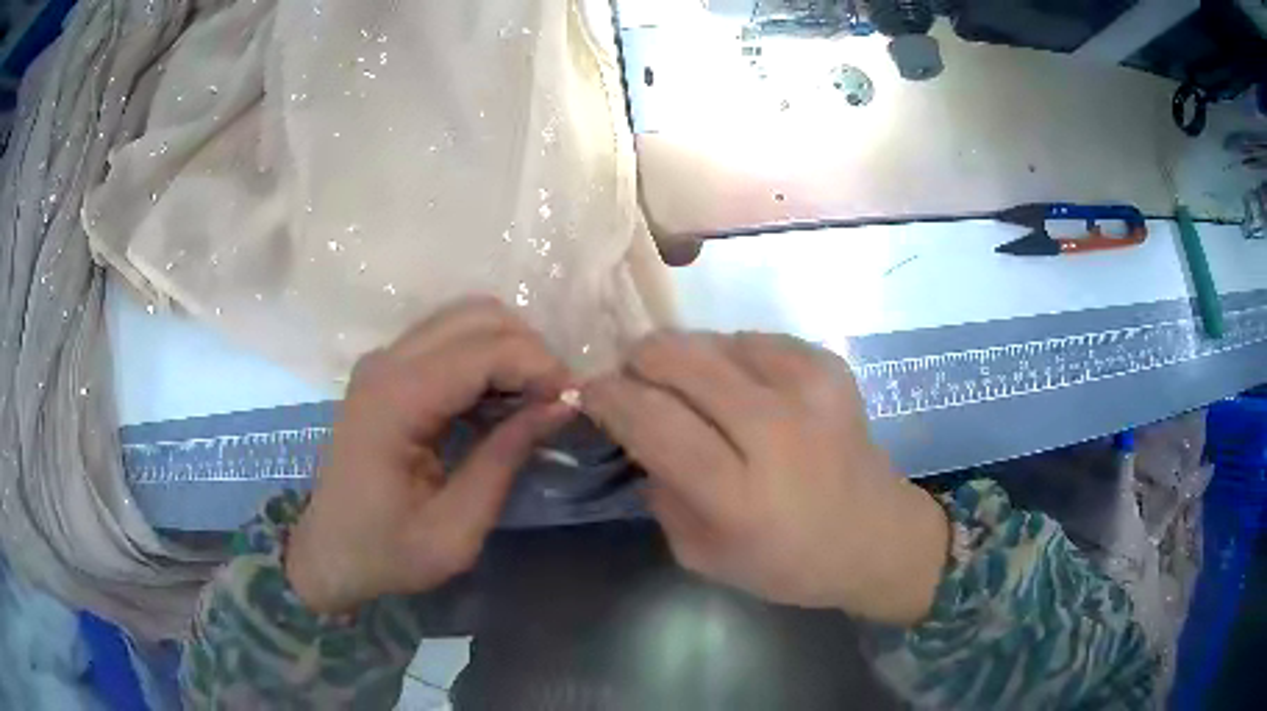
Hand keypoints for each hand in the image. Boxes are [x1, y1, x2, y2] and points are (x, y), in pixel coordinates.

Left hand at [286, 298, 574, 613]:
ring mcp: (383, 360)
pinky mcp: (388, 369)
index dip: (540, 367)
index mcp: (395, 401)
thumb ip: (505, 459)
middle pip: (478, 317)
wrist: (329, 553)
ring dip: (511, 349)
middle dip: (530, 351)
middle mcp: (386, 363)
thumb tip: (561, 406)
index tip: (576, 402)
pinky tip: (503, 398)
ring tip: (535, 399)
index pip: (484, 350)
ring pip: (466, 318)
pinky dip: (488, 356)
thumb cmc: (387, 553)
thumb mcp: (456, 529)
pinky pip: (450, 338)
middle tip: (558, 401)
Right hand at [582, 332, 948, 624]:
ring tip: (689, 385)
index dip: (610, 396)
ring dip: (686, 356)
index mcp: (738, 496)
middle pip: (682, 361)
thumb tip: (636, 433)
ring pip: (715, 340)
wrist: (875, 536)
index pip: (654, 422)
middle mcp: (775, 434)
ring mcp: (809, 392)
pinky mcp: (830, 369)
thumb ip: (660, 494)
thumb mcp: (702, 555)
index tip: (589, 388)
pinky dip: (733, 355)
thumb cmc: (785, 561)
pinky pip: (756, 339)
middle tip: (632, 375)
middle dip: (640, 359)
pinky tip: (739, 384)